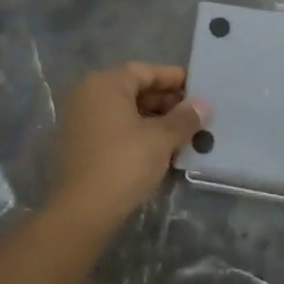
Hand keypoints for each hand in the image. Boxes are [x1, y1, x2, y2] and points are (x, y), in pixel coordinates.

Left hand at [51, 63, 210, 232]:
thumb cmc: (124, 163)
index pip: (145, 71)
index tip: (198, 88)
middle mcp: (88, 95)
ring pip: (124, 110)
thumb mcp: (161, 139)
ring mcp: (80, 120)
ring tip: (182, 133)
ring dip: (153, 119)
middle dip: (165, 101)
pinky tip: (159, 148)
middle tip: (193, 114)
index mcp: (105, 84)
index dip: (173, 78)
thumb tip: (203, 104)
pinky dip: (136, 132)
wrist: (82, 212)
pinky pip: (113, 127)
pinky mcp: (79, 145)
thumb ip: (184, 118)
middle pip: (133, 89)